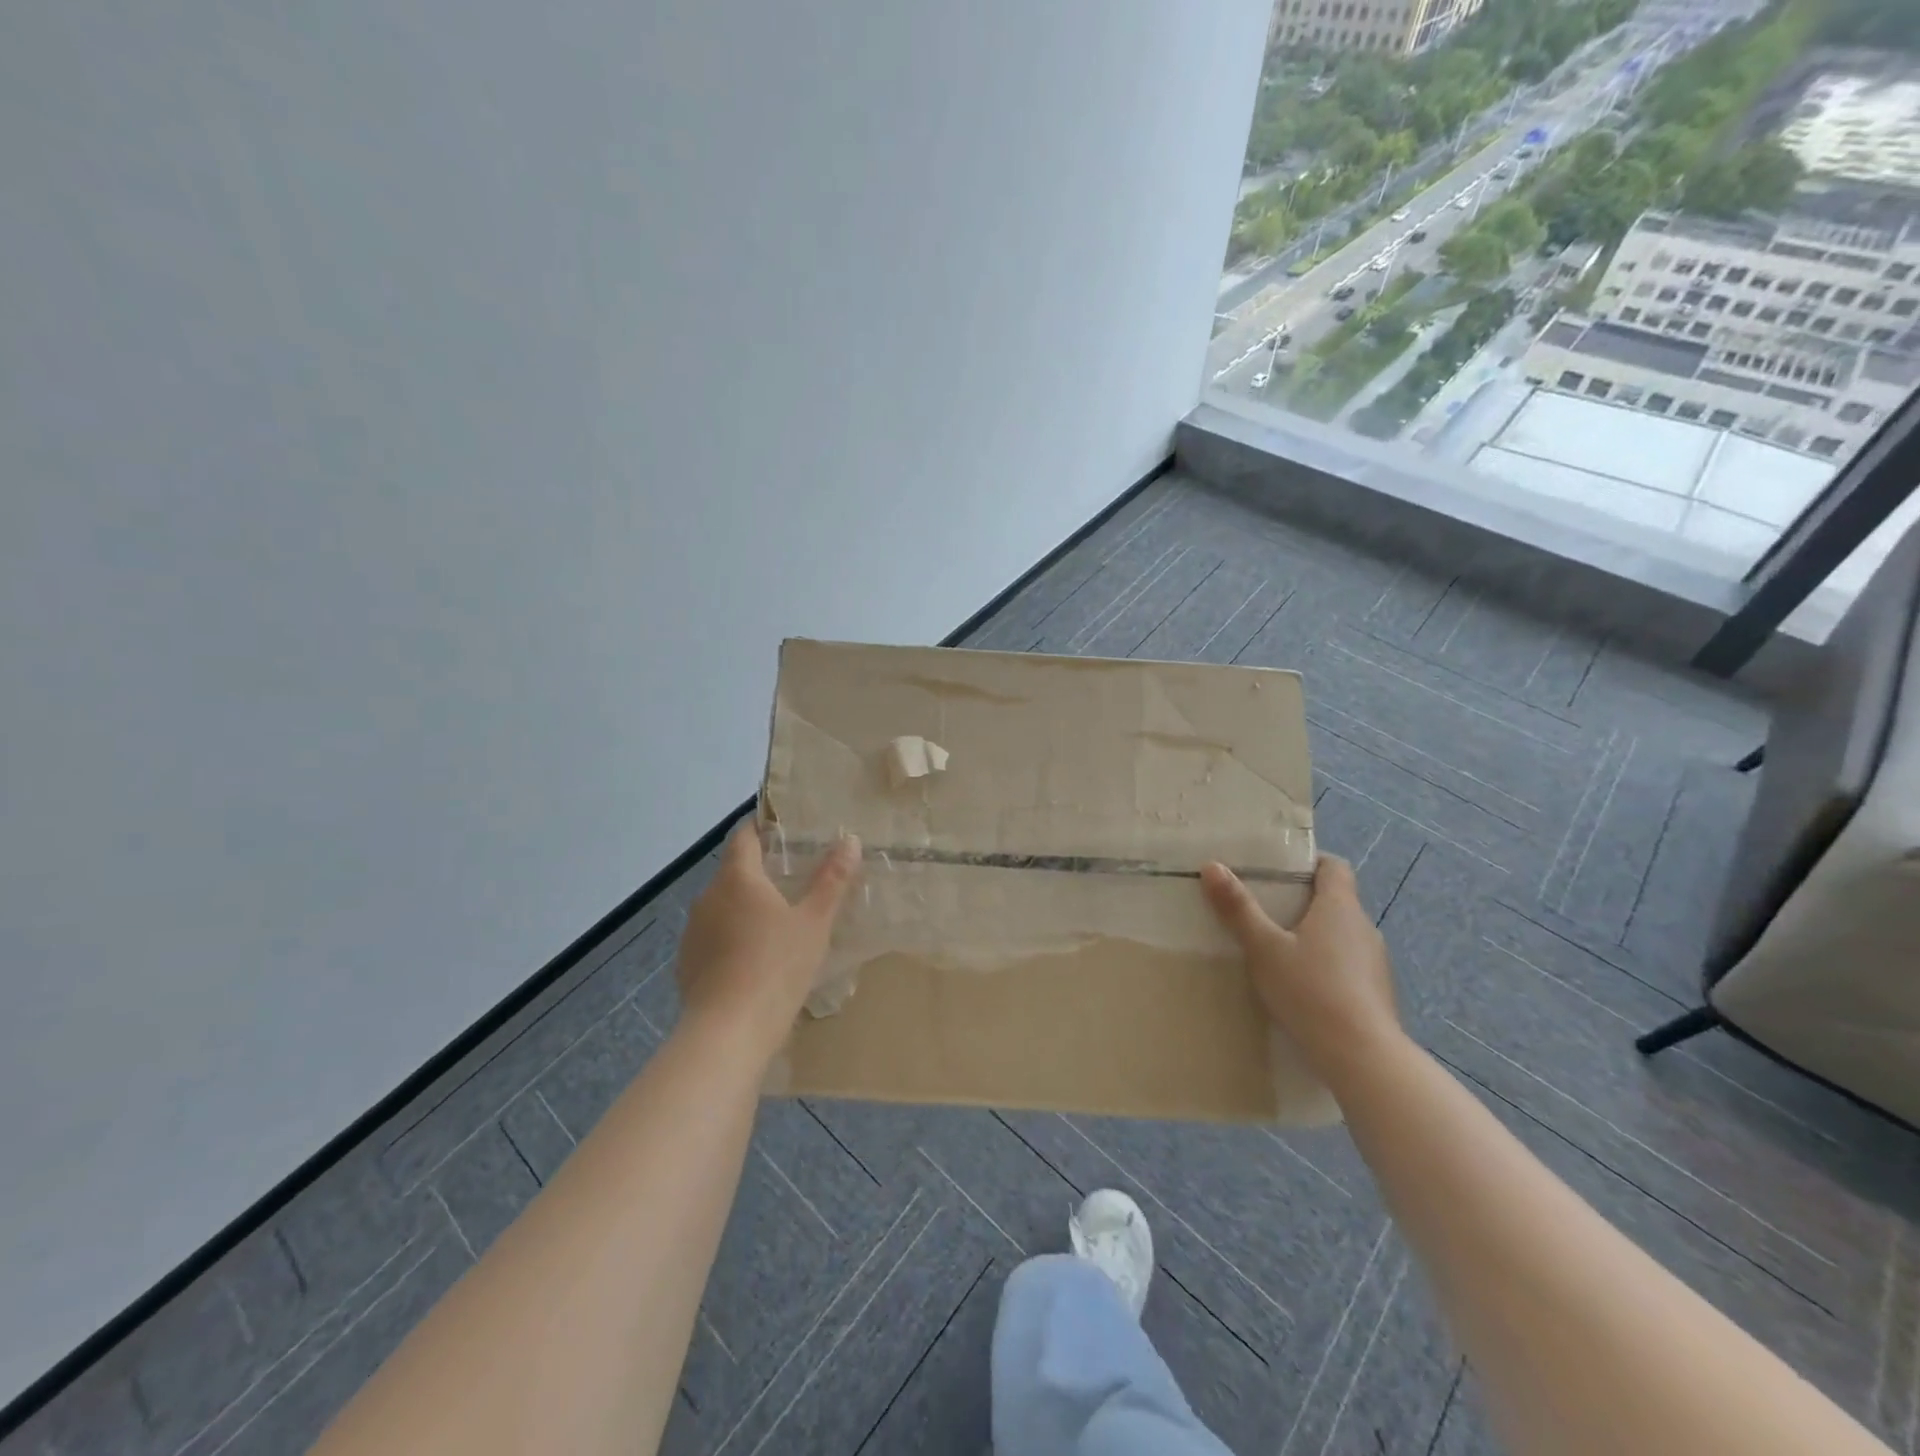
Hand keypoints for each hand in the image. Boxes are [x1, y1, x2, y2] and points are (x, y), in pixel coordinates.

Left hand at [675, 822, 860, 1055]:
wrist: (727, 1033)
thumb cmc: (776, 967)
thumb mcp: (815, 922)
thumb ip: (832, 879)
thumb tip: (850, 840)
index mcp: (737, 878)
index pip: (744, 836)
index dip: (762, 828)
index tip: (784, 830)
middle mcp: (707, 897)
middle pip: (734, 872)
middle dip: (761, 873)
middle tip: (796, 881)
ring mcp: (693, 933)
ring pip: (723, 907)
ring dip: (746, 908)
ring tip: (778, 923)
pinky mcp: (687, 964)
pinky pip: (714, 938)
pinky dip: (733, 938)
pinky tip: (755, 960)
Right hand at [1201, 855, 1403, 1086]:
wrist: (1362, 1058)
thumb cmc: (1311, 991)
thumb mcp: (1263, 948)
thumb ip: (1238, 908)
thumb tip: (1212, 865)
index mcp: (1340, 907)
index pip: (1334, 866)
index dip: (1309, 861)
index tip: (1278, 868)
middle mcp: (1363, 927)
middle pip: (1335, 900)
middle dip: (1301, 900)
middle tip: (1263, 907)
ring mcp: (1375, 962)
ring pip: (1340, 935)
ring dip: (1313, 935)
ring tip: (1276, 949)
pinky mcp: (1376, 993)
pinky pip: (1347, 965)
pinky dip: (1325, 965)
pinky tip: (1300, 986)